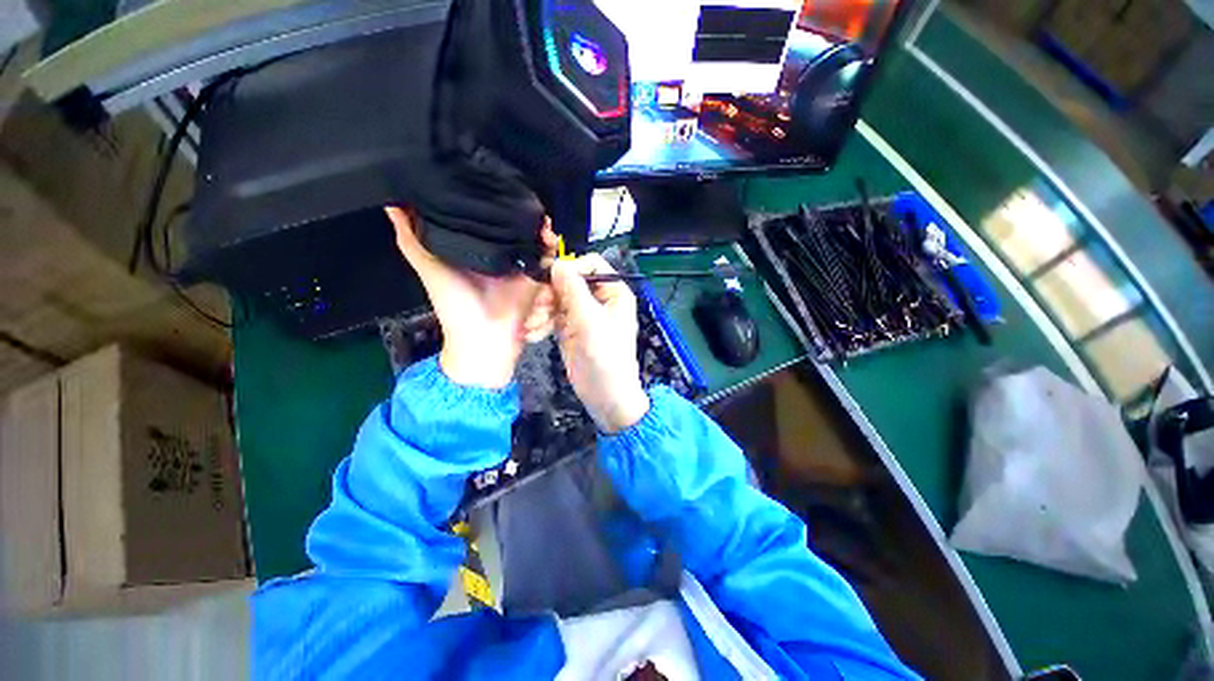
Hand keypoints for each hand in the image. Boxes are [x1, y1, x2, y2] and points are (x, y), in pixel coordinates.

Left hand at [386, 207, 556, 388]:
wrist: (484, 335)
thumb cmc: (454, 303)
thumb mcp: (427, 265)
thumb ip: (410, 237)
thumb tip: (391, 202)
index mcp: (475, 249)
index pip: (484, 218)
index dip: (489, 200)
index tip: (491, 179)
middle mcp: (499, 254)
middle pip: (511, 225)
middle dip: (517, 208)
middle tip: (520, 190)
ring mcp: (519, 264)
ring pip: (531, 237)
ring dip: (536, 224)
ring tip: (536, 210)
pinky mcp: (536, 275)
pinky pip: (546, 255)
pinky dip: (549, 243)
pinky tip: (547, 231)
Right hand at [550, 255, 649, 432]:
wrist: (605, 395)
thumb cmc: (605, 357)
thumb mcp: (589, 321)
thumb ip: (573, 290)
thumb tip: (557, 263)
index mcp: (613, 291)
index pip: (590, 264)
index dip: (570, 269)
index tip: (550, 281)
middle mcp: (599, 299)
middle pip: (569, 281)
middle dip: (550, 295)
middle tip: (538, 311)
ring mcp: (583, 314)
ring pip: (556, 298)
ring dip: (541, 311)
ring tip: (532, 328)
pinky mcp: (570, 328)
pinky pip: (552, 316)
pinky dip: (541, 323)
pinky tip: (533, 335)